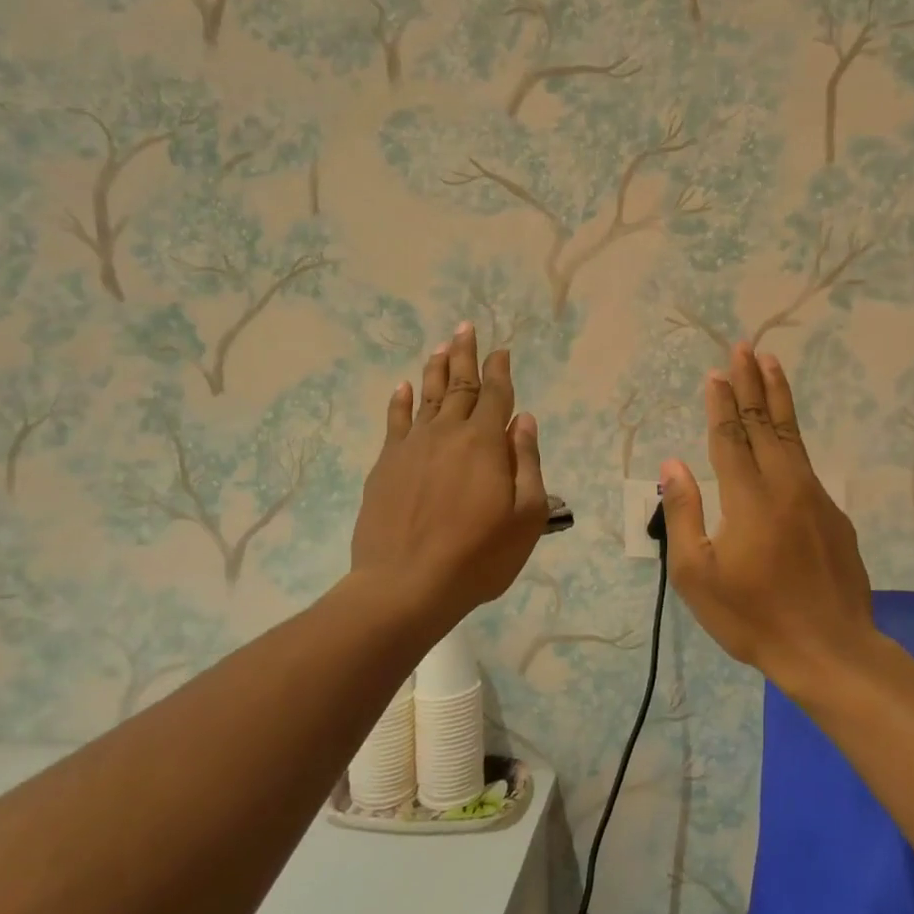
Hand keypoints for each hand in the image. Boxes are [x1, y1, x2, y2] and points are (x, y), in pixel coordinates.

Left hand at [351, 324, 549, 623]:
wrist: (405, 585)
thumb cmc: (478, 556)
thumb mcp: (526, 516)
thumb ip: (527, 463)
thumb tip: (523, 420)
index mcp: (485, 443)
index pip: (496, 395)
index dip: (500, 370)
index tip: (501, 350)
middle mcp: (448, 433)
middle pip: (459, 385)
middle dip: (465, 355)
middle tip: (465, 328)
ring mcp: (412, 447)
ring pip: (426, 396)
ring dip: (435, 369)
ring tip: (441, 347)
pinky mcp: (385, 466)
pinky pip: (394, 422)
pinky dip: (399, 402)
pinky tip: (402, 387)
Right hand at [660, 344, 876, 692]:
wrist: (830, 650)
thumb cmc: (753, 617)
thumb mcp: (697, 575)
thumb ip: (682, 513)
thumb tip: (672, 464)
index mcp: (747, 499)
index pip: (731, 437)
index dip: (722, 403)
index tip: (717, 372)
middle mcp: (784, 486)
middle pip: (765, 424)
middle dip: (752, 383)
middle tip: (746, 347)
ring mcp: (815, 497)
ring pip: (793, 436)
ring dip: (779, 397)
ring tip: (771, 364)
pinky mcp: (834, 514)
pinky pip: (807, 463)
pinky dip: (793, 436)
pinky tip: (786, 432)